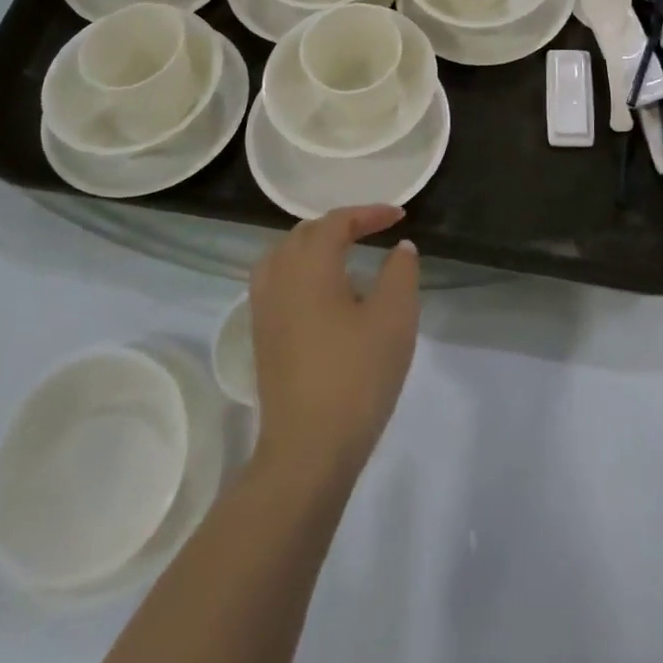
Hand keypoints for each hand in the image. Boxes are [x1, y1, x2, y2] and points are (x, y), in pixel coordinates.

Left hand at [249, 206, 419, 483]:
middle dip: (341, 225)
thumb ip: (400, 273)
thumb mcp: (394, 318)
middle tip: (374, 230)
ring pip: (286, 257)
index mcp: (309, 265)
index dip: (369, 213)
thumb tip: (400, 247)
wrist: (308, 449)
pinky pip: (279, 283)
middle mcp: (279, 277)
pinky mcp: (262, 336)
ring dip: (316, 247)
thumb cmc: (356, 375)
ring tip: (347, 256)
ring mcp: (264, 309)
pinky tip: (326, 296)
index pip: (337, 222)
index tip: (399, 216)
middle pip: (305, 234)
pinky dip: (302, 272)